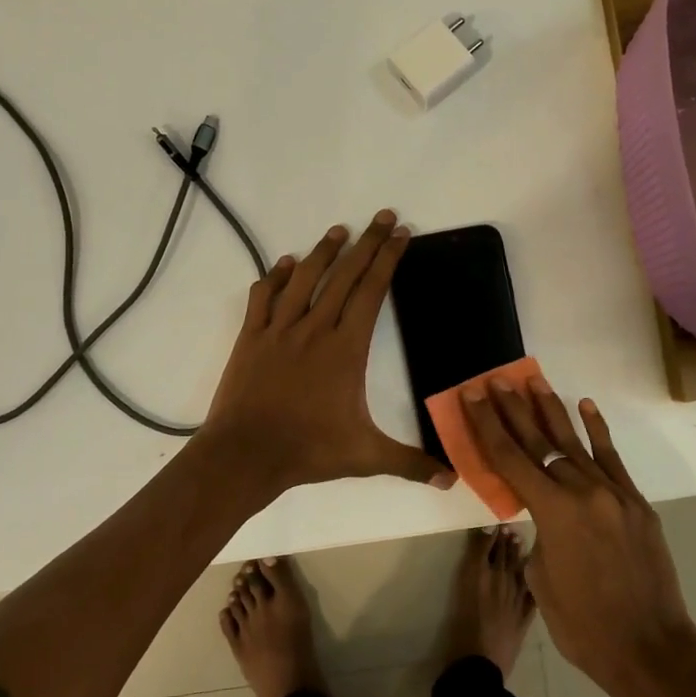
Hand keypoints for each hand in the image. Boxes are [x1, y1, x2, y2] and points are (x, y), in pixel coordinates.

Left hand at [199, 210, 452, 494]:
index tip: (401, 234)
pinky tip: (283, 264)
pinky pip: (264, 297)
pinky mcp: (251, 337)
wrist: (245, 454)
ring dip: (323, 252)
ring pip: (305, 278)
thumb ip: (409, 462)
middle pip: (345, 275)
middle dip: (367, 243)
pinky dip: (274, 276)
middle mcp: (315, 328)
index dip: (388, 260)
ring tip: (339, 231)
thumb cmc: (308, 450)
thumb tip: (451, 480)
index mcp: (346, 348)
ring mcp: (280, 329)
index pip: (372, 292)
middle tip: (382, 216)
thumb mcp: (366, 456)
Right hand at [460, 377, 695, 696]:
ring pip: (575, 443)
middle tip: (497, 380)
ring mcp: (613, 493)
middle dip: (514, 409)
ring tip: (534, 382)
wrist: (650, 649)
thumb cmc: (583, 625)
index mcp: (552, 512)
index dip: (488, 424)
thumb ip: (538, 533)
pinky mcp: (636, 502)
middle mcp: (582, 491)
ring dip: (552, 411)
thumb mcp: (541, 577)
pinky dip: (597, 431)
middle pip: (539, 442)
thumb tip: (543, 514)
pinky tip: (585, 406)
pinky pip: (612, 458)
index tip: (475, 395)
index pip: (510, 458)